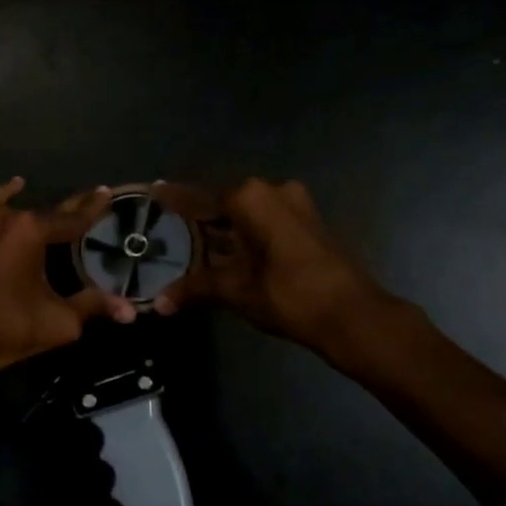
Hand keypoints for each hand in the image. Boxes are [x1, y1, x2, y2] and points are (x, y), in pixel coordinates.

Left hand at [0, 177, 136, 386]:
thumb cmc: (5, 328)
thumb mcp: (59, 321)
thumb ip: (94, 307)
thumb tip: (131, 311)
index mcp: (31, 231)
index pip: (72, 217)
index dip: (93, 208)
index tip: (108, 192)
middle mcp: (7, 218)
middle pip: (47, 211)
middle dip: (71, 208)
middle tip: (93, 197)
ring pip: (19, 210)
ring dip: (40, 209)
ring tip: (61, 208)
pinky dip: (4, 197)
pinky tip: (15, 187)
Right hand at [153, 178, 395, 354]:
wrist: (352, 314)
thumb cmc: (288, 295)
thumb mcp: (235, 291)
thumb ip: (195, 288)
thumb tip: (158, 303)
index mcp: (249, 198)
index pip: (199, 198)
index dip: (174, 199)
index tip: (152, 190)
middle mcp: (271, 190)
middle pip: (223, 202)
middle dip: (198, 216)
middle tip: (169, 225)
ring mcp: (295, 204)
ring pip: (246, 212)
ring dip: (224, 227)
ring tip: (194, 240)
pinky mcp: (308, 222)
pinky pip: (265, 220)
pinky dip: (245, 232)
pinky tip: (229, 250)